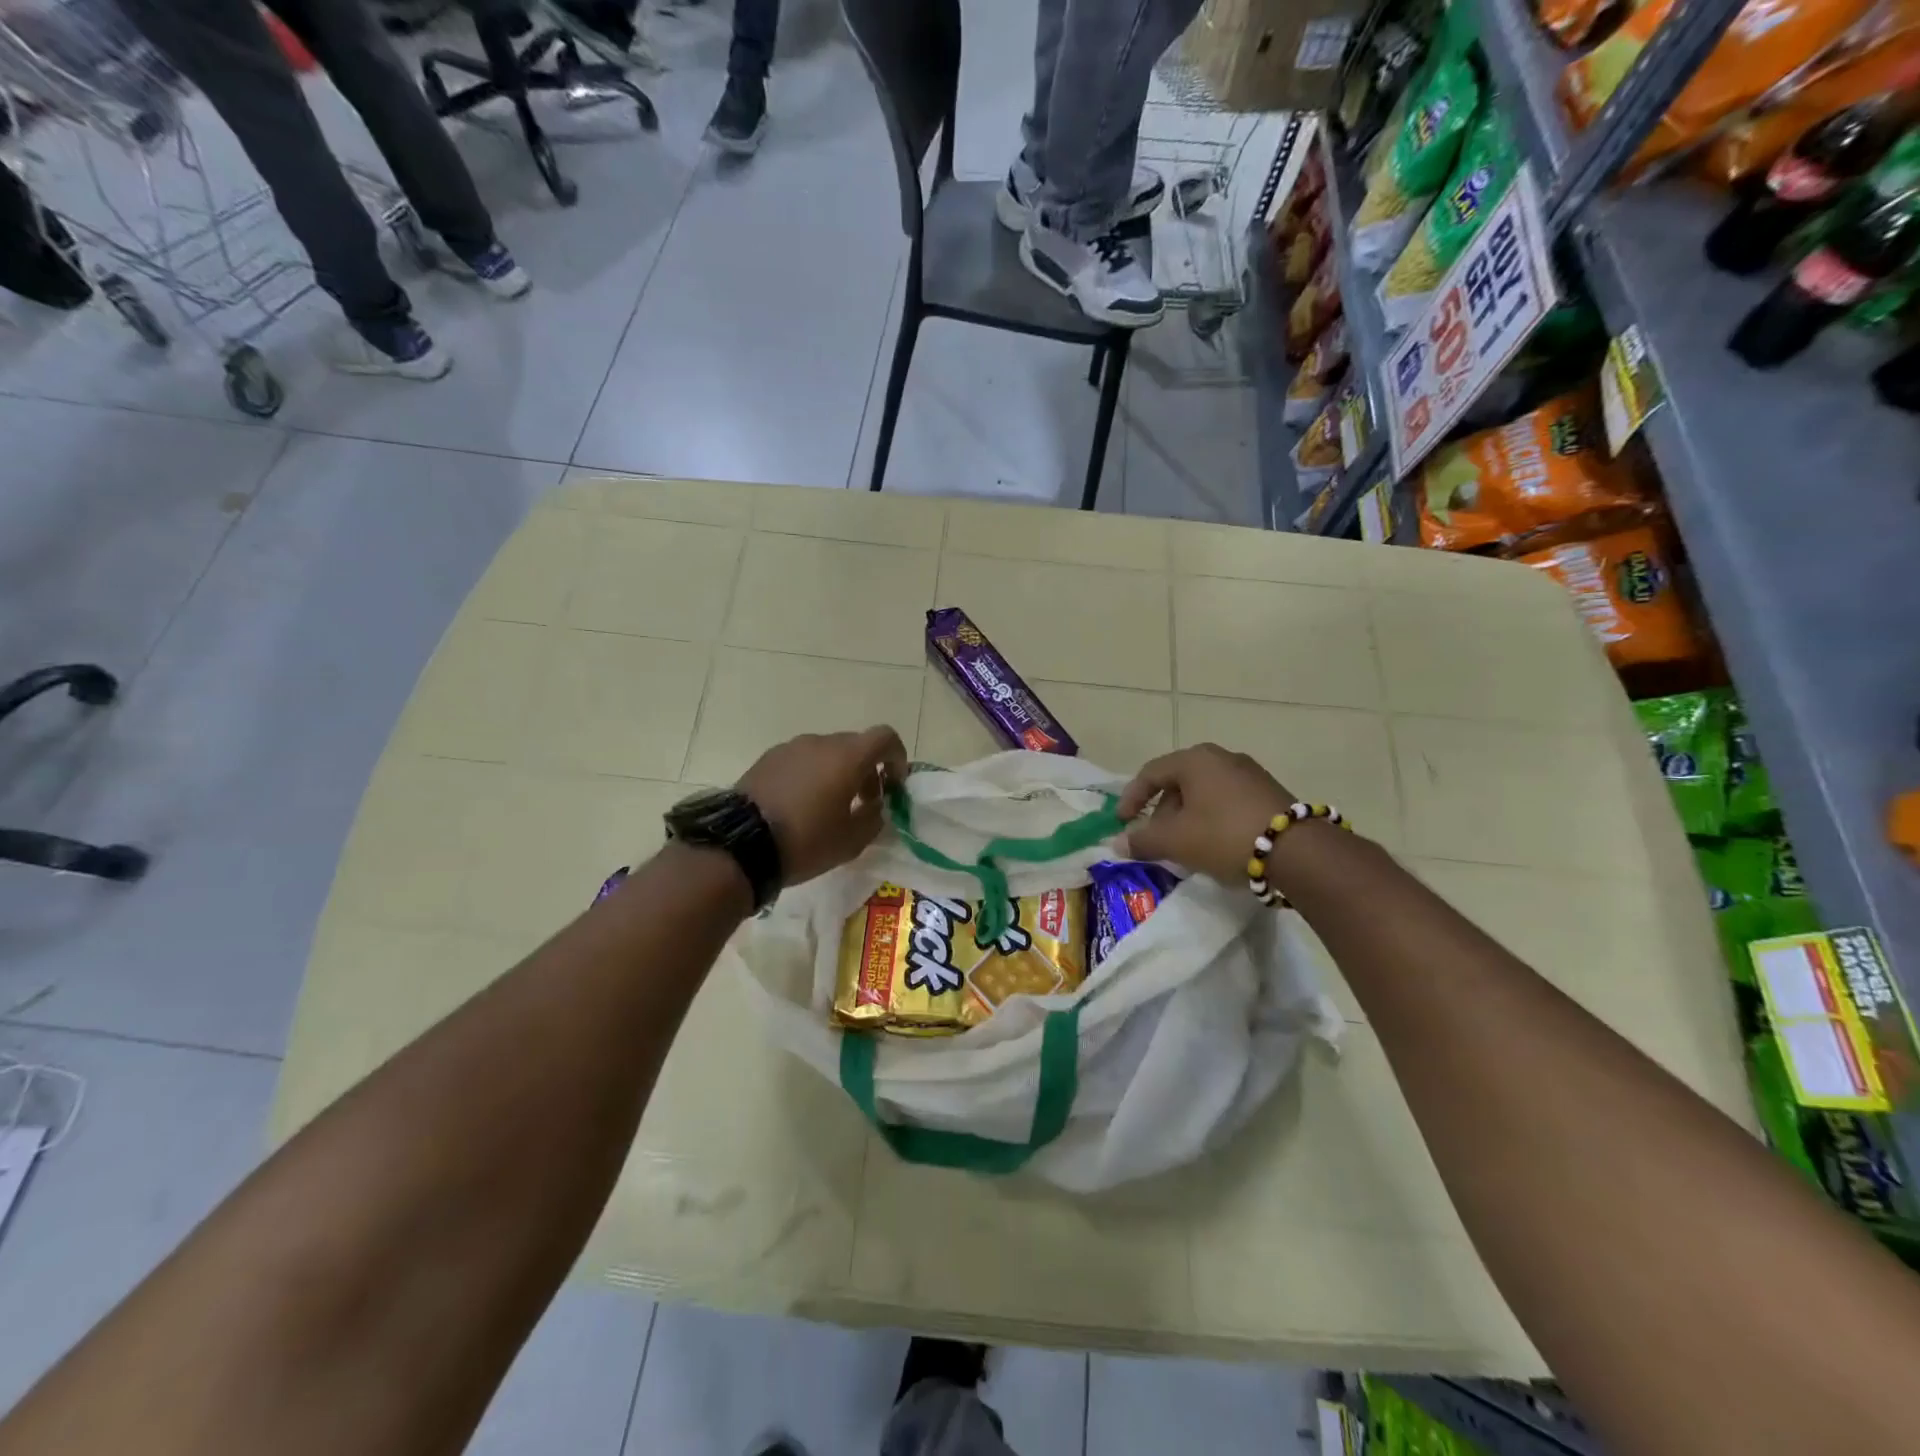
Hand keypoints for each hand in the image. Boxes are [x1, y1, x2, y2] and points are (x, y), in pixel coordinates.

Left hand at [737, 726, 908, 887]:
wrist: (740, 845)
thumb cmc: (806, 841)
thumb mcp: (852, 840)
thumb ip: (874, 819)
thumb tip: (875, 807)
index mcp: (847, 757)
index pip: (885, 737)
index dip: (897, 758)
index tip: (894, 786)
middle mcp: (820, 743)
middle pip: (855, 745)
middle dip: (868, 770)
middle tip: (865, 804)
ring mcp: (790, 748)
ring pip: (826, 753)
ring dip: (838, 773)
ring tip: (830, 808)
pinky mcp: (767, 759)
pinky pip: (801, 761)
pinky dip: (811, 776)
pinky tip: (800, 806)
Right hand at [1117, 744, 1293, 885]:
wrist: (1297, 851)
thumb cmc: (1224, 835)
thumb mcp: (1176, 841)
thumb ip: (1143, 840)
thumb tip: (1118, 843)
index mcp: (1194, 760)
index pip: (1151, 773)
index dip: (1132, 798)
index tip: (1122, 822)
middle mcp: (1221, 757)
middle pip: (1179, 782)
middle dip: (1162, 812)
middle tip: (1156, 838)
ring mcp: (1249, 773)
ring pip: (1204, 793)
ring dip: (1187, 817)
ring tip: (1185, 846)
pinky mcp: (1269, 792)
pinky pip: (1227, 801)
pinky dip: (1212, 819)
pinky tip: (1215, 844)